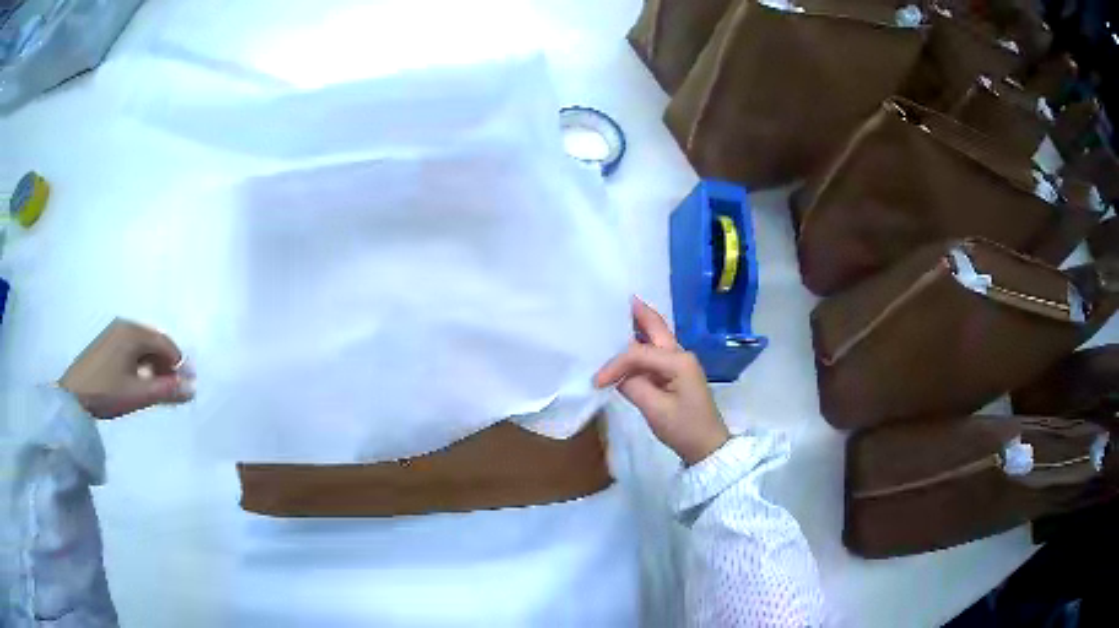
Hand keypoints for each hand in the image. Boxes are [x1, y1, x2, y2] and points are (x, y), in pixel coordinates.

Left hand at [59, 319, 194, 419]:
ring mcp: (113, 333)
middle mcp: (124, 325)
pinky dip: (140, 364)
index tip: (186, 386)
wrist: (73, 396)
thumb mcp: (138, 394)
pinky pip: (130, 349)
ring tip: (155, 389)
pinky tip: (138, 381)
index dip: (179, 364)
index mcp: (133, 332)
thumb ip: (166, 390)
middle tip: (171, 390)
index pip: (165, 343)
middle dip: (166, 365)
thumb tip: (192, 388)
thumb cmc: (107, 391)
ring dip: (153, 366)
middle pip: (153, 342)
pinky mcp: (105, 343)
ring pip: (142, 346)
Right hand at [594, 297, 729, 465]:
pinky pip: (655, 353)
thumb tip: (617, 377)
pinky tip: (625, 345)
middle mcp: (680, 355)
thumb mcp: (656, 410)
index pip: (638, 353)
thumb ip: (633, 387)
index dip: (615, 364)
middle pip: (656, 327)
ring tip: (617, 317)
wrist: (707, 447)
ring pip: (656, 337)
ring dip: (638, 327)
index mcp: (678, 361)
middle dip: (638, 313)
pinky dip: (639, 346)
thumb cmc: (684, 428)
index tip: (596, 382)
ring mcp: (679, 363)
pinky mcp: (675, 374)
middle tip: (619, 299)